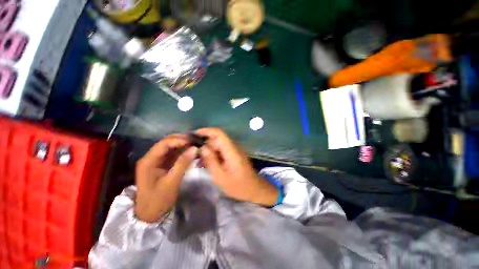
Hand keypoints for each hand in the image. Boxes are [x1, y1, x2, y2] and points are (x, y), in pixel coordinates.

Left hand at [135, 135, 197, 222]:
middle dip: (181, 140)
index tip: (192, 141)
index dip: (178, 140)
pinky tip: (191, 152)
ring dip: (183, 145)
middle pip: (166, 143)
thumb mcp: (172, 182)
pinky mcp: (162, 165)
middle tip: (195, 141)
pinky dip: (182, 152)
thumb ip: (183, 163)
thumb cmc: (158, 200)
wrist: (150, 214)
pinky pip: (173, 154)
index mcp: (148, 161)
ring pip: (171, 148)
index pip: (164, 144)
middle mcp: (151, 158)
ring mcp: (157, 161)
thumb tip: (195, 148)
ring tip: (195, 144)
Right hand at [196, 128, 277, 205]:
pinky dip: (213, 155)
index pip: (219, 133)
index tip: (193, 134)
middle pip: (217, 139)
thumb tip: (202, 147)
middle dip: (204, 144)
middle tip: (192, 154)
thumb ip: (211, 160)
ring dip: (208, 151)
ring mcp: (234, 150)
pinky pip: (221, 151)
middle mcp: (233, 146)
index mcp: (231, 150)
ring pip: (218, 145)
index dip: (206, 131)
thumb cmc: (238, 185)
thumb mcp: (220, 176)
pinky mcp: (234, 155)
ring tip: (198, 162)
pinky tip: (206, 164)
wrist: (254, 189)